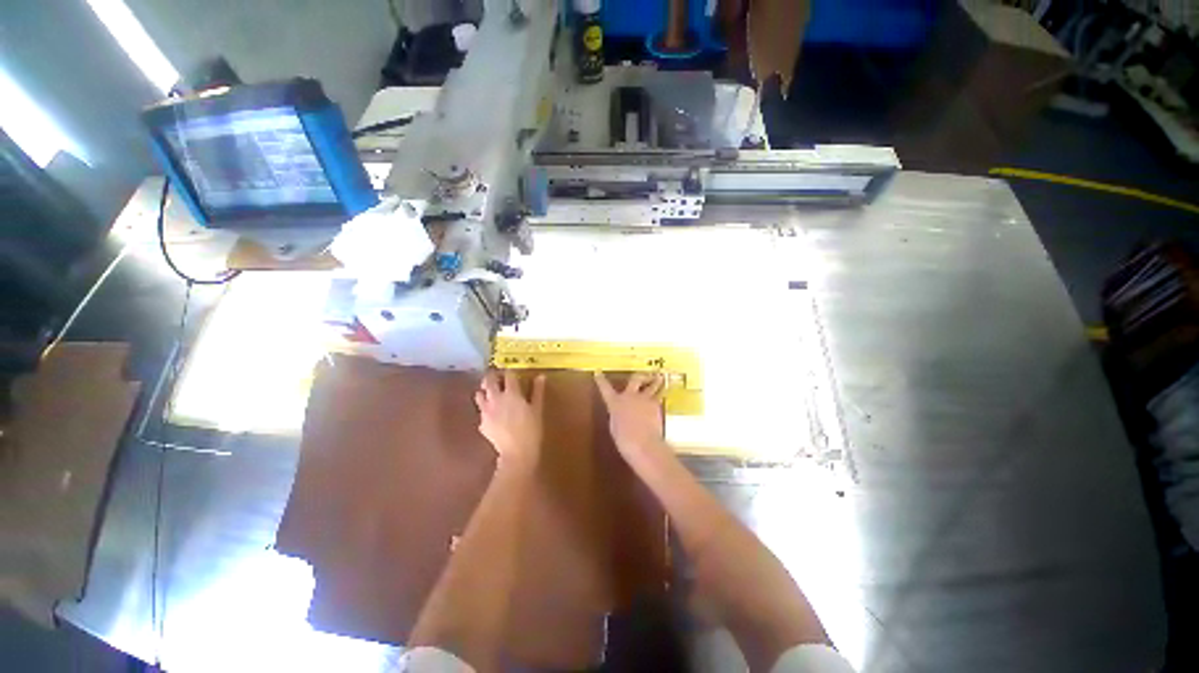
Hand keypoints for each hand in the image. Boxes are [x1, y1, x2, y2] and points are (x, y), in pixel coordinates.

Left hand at [475, 370, 544, 469]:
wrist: (517, 453)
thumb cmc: (531, 429)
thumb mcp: (537, 409)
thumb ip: (537, 391)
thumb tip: (541, 376)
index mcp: (512, 393)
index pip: (508, 375)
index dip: (510, 371)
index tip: (513, 373)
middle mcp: (496, 398)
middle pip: (489, 380)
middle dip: (492, 376)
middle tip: (498, 379)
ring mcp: (486, 411)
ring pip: (479, 394)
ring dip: (485, 391)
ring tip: (492, 394)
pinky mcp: (482, 423)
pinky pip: (481, 411)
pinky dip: (485, 409)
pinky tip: (493, 414)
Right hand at [594, 372, 669, 466]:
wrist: (643, 443)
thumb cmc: (624, 440)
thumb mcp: (615, 427)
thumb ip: (617, 416)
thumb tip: (621, 412)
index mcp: (615, 403)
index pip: (605, 388)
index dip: (600, 380)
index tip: (598, 372)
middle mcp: (629, 396)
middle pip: (635, 379)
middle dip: (640, 376)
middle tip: (644, 374)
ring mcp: (643, 399)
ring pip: (652, 385)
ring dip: (656, 381)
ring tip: (660, 377)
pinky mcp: (655, 404)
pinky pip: (659, 396)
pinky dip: (661, 394)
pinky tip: (664, 394)